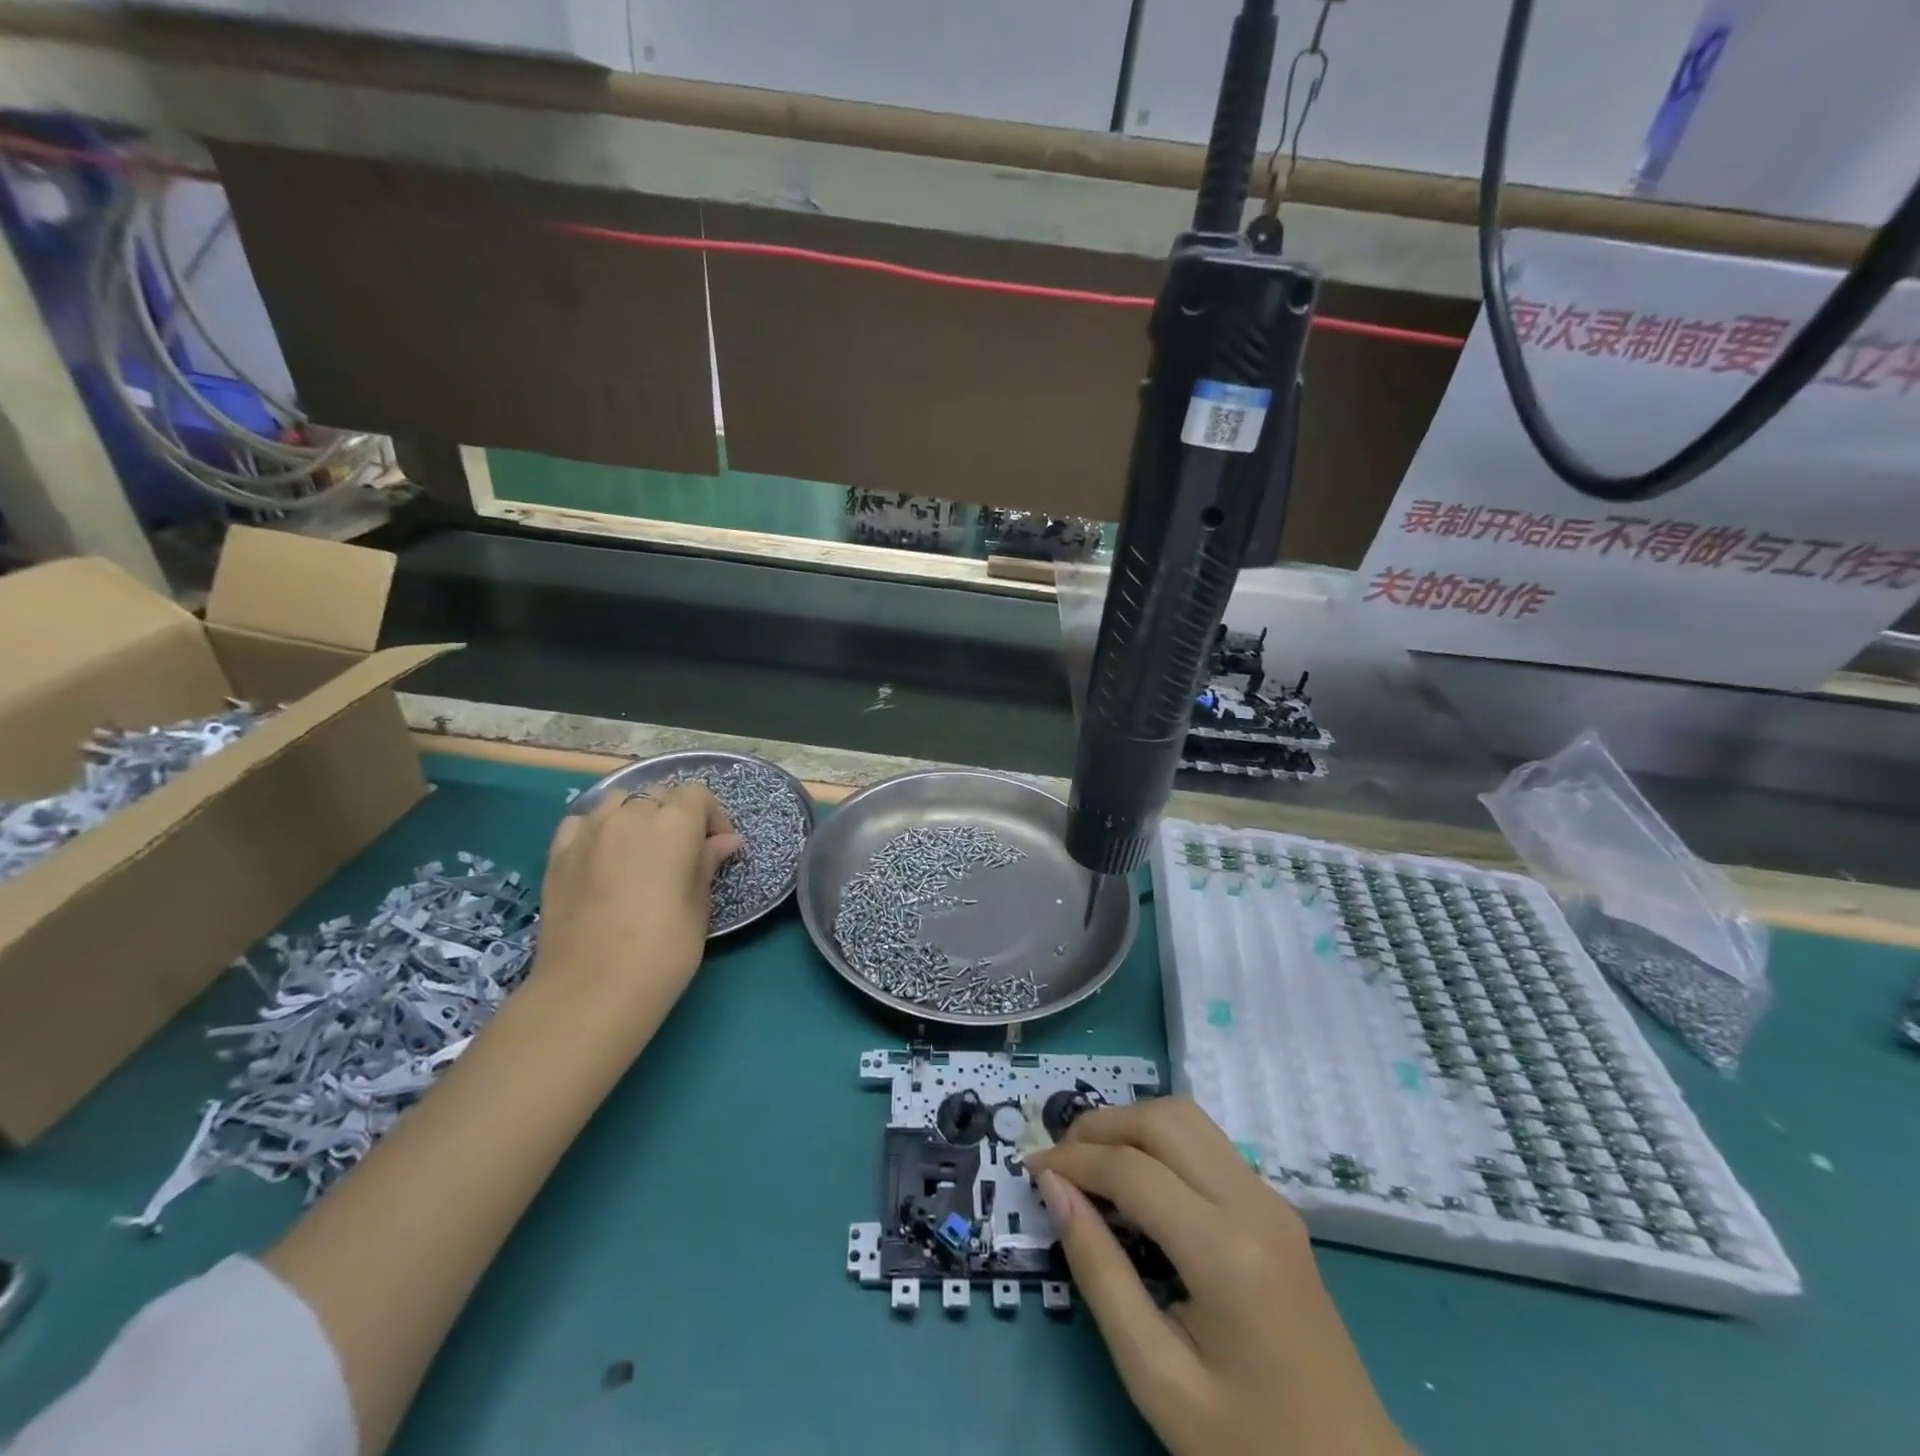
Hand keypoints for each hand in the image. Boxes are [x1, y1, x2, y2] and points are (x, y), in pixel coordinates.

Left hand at [534, 784, 741, 1000]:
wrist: (590, 991)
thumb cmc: (662, 951)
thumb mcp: (699, 908)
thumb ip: (707, 864)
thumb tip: (725, 841)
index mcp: (673, 825)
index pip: (696, 795)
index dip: (712, 816)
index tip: (717, 847)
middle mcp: (629, 816)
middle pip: (658, 795)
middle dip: (675, 816)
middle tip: (683, 854)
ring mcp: (588, 832)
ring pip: (617, 802)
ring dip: (636, 816)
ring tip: (641, 850)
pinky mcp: (557, 854)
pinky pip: (582, 823)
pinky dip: (597, 828)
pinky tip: (603, 855)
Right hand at [1029, 1099, 1409, 1455]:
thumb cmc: (1247, 1445)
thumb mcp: (1157, 1377)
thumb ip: (1100, 1273)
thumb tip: (1054, 1189)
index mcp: (1226, 1252)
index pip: (1132, 1169)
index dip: (1073, 1161)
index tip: (1031, 1170)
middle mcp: (1253, 1204)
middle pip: (1164, 1119)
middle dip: (1101, 1126)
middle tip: (1060, 1161)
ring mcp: (1271, 1199)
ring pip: (1188, 1118)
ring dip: (1132, 1124)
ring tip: (1091, 1162)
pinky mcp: (1276, 1206)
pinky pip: (1208, 1143)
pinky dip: (1160, 1140)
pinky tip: (1137, 1178)